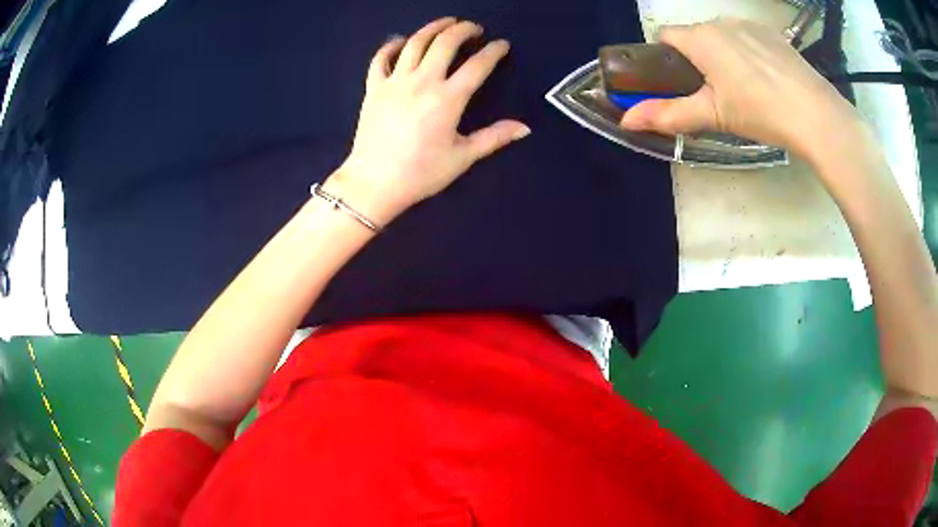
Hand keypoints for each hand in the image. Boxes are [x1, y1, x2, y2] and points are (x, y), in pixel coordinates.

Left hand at [324, 17, 529, 225]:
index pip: (477, 66)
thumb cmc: (420, 174)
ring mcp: (394, 82)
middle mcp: (422, 82)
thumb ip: (493, 137)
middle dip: (463, 30)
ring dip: (433, 28)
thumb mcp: (462, 157)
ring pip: (415, 43)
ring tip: (446, 22)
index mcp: (448, 99)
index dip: (493, 51)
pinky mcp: (373, 88)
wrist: (374, 184)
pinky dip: (391, 45)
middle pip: (445, 43)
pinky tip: (400, 40)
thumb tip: (525, 128)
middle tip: (474, 27)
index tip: (502, 45)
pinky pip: (380, 58)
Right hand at [620, 18, 860, 161]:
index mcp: (701, 38)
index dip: (665, 59)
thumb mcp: (714, 115)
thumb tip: (627, 122)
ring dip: (722, 56)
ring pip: (722, 37)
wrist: (816, 116)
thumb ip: (670, 115)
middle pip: (695, 36)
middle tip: (714, 94)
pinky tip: (765, 80)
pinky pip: (747, 38)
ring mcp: (749, 25)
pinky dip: (747, 54)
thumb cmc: (761, 112)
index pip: (665, 36)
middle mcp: (721, 21)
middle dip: (696, 60)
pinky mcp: (772, 35)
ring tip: (745, 90)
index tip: (679, 83)